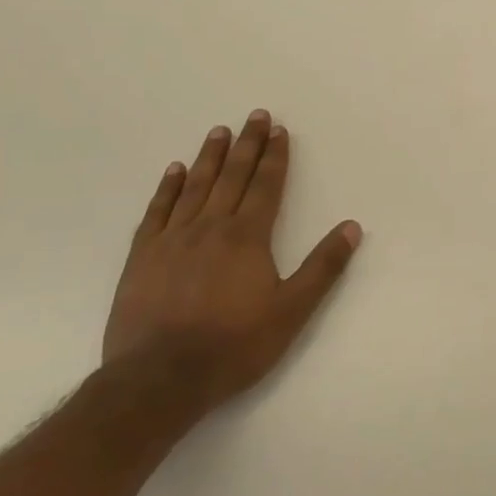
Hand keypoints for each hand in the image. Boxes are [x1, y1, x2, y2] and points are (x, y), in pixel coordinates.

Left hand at [104, 112, 360, 411]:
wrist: (159, 379)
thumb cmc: (233, 345)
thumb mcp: (291, 312)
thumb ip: (323, 267)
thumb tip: (352, 227)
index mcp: (248, 237)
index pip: (266, 185)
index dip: (274, 156)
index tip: (279, 130)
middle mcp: (211, 227)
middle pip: (233, 176)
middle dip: (247, 144)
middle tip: (254, 115)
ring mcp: (173, 239)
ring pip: (196, 186)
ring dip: (210, 157)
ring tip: (219, 131)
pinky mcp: (143, 257)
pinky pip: (157, 211)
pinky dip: (167, 188)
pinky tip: (174, 171)